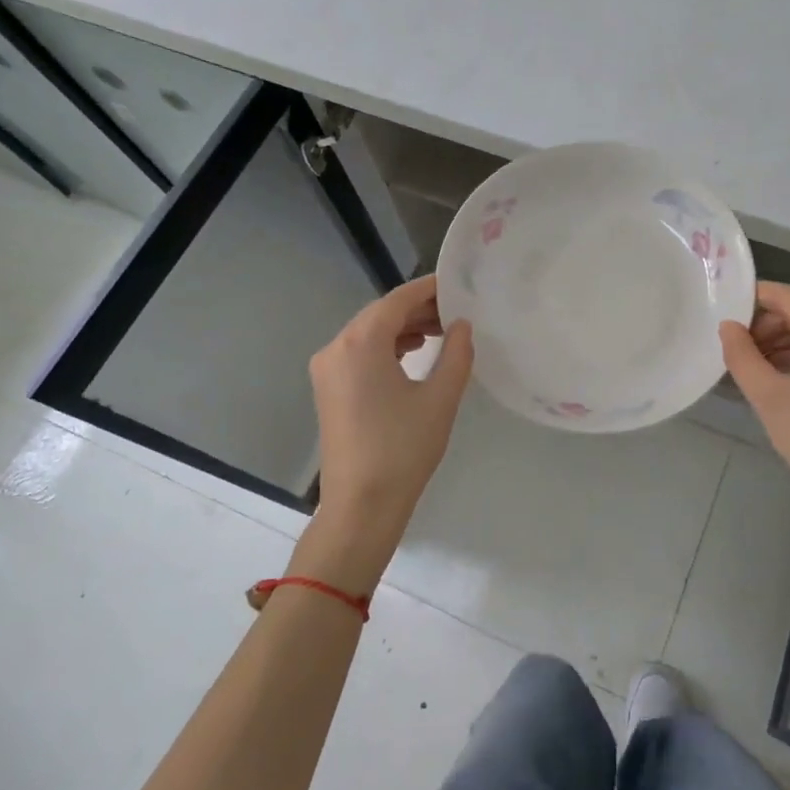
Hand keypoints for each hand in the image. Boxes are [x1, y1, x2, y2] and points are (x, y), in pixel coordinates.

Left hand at [299, 276, 472, 589]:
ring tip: (441, 332)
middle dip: (418, 310)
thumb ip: (456, 353)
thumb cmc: (404, 449)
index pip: (398, 300)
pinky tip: (412, 354)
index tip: (458, 285)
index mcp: (360, 342)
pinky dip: (386, 347)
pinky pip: (358, 353)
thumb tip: (462, 325)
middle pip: (380, 314)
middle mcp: (336, 347)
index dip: (429, 289)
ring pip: (368, 333)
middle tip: (456, 311)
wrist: (361, 505)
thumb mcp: (440, 398)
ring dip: (402, 329)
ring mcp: (327, 368)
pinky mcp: (328, 388)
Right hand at [719, 282, 789, 529]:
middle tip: (734, 347)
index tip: (725, 309)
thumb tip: (727, 326)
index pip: (789, 297)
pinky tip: (777, 377)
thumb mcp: (768, 396)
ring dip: (782, 343)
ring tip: (750, 366)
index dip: (755, 298)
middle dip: (767, 325)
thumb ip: (741, 355)